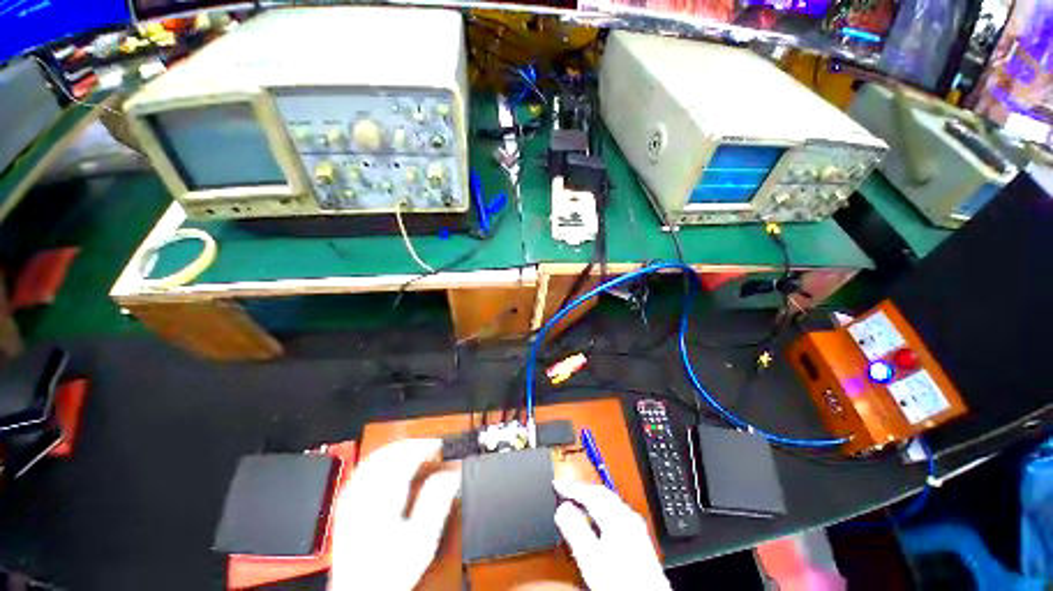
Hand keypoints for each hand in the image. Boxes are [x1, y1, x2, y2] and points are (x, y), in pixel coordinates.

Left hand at [330, 439, 459, 590]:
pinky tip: (384, 463)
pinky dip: (377, 461)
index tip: (439, 444)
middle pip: (386, 455)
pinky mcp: (345, 509)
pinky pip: (359, 474)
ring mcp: (351, 503)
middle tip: (428, 444)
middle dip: (410, 444)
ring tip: (411, 448)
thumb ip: (436, 503)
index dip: (424, 446)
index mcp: (383, 500)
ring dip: (394, 449)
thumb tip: (451, 476)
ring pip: (371, 461)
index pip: (404, 458)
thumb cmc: (390, 573)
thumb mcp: (422, 541)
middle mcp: (364, 497)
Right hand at [553, 479, 669, 590]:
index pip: (590, 493)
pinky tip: (596, 520)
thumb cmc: (621, 584)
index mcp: (617, 518)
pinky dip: (601, 508)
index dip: (571, 488)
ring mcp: (636, 526)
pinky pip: (616, 511)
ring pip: (610, 501)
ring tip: (577, 502)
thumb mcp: (592, 559)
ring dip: (592, 498)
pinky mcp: (639, 537)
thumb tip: (562, 508)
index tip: (556, 485)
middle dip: (582, 490)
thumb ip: (576, 531)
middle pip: (602, 493)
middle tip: (565, 490)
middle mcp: (629, 517)